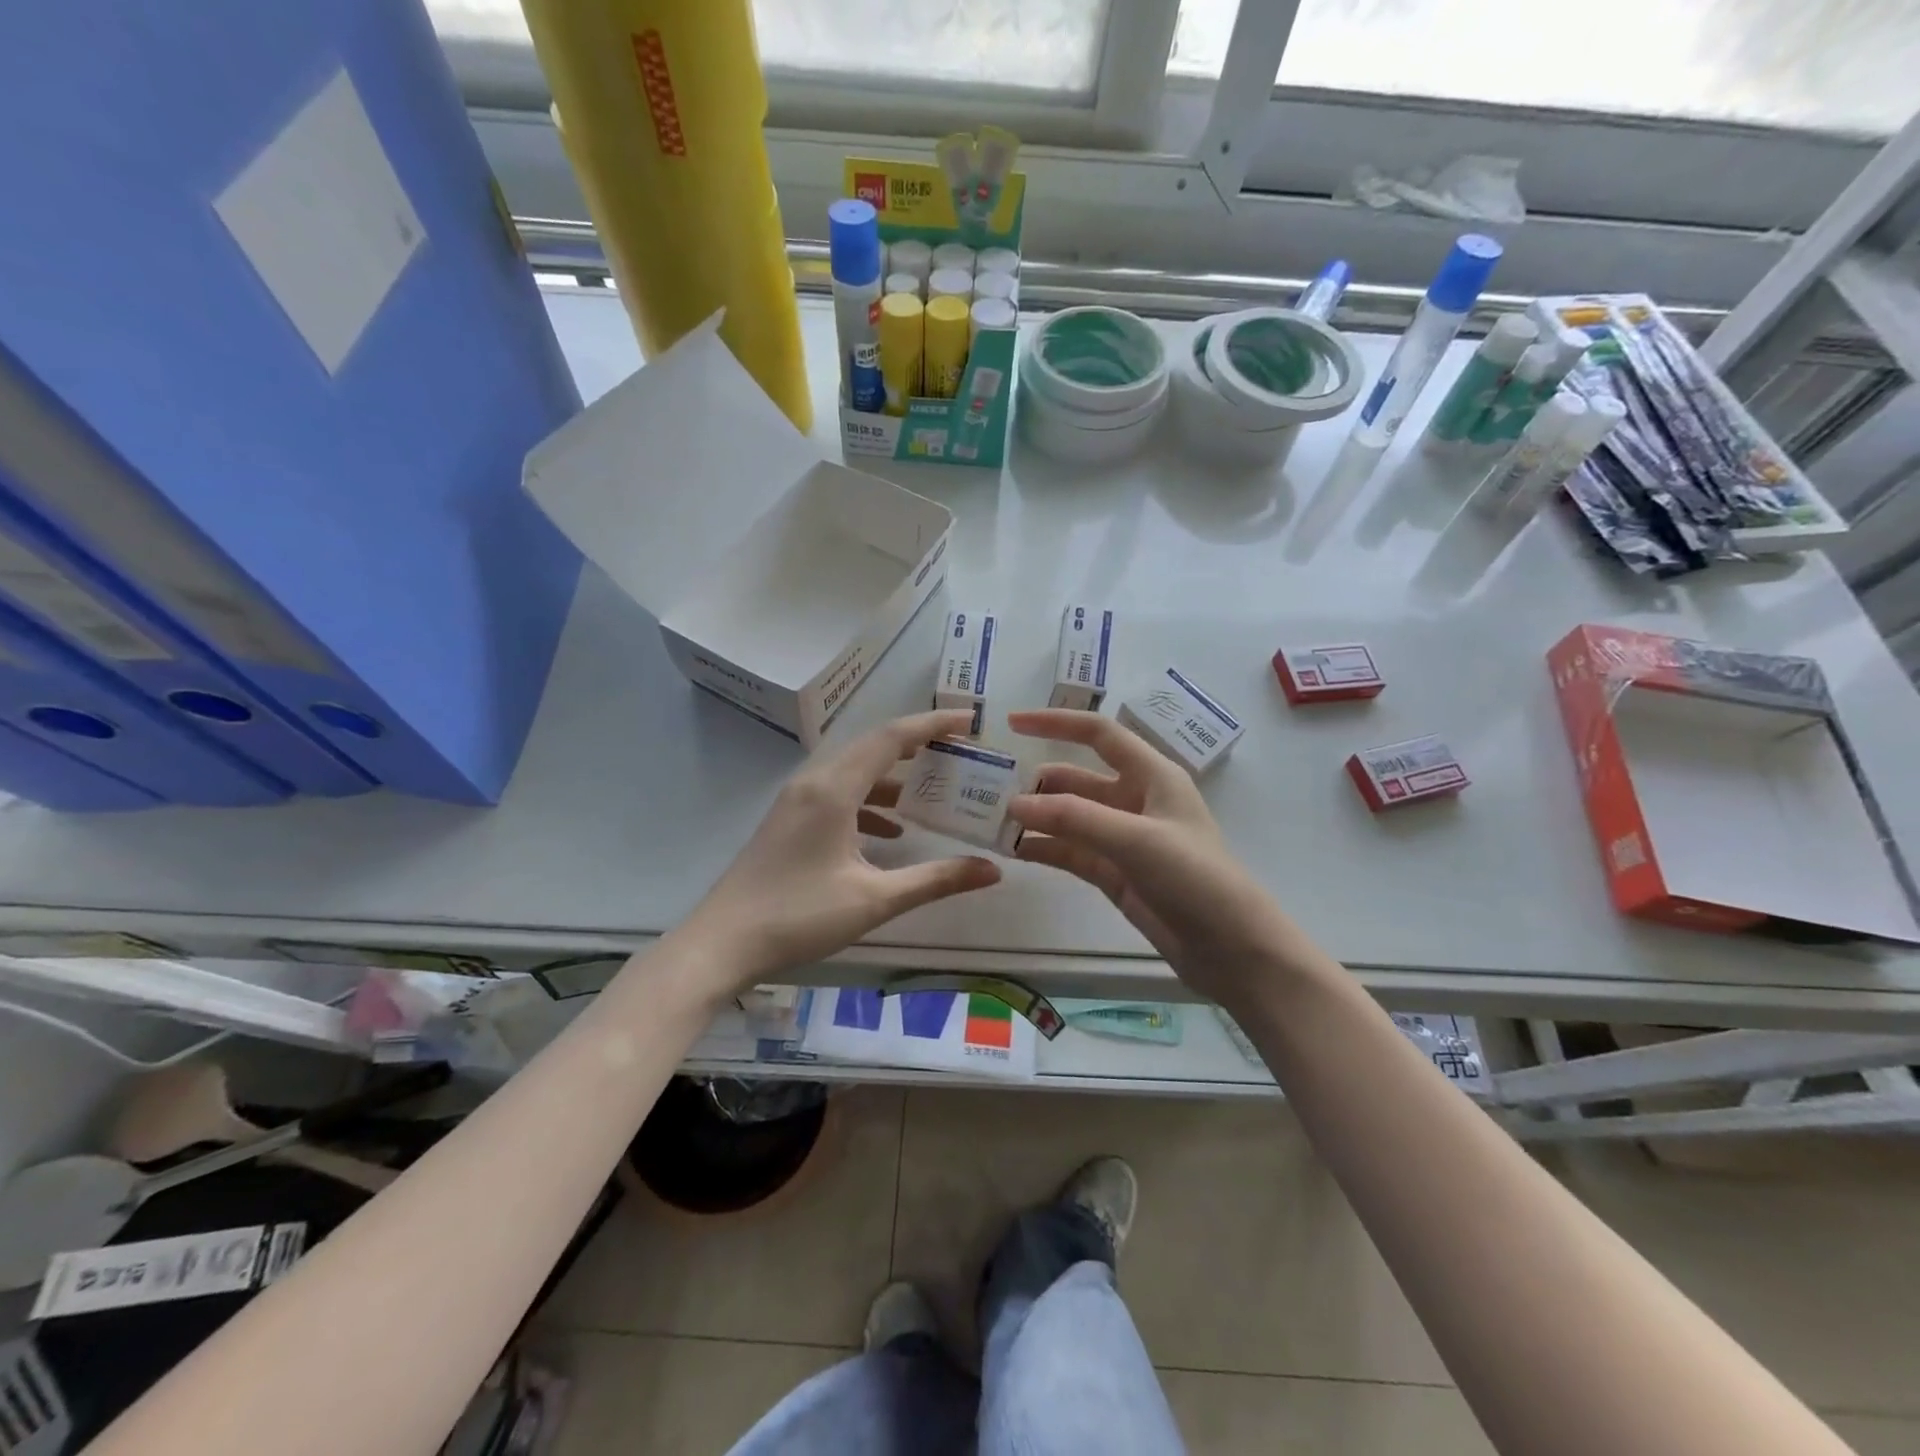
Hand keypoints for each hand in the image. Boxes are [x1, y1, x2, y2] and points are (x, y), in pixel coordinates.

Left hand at [682, 710, 1002, 986]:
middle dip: (918, 747)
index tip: (970, 720)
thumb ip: (936, 879)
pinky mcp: (789, 820)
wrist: (722, 943)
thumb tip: (992, 870)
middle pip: (873, 747)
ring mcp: (797, 801)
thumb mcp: (875, 899)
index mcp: (834, 788)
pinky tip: (891, 833)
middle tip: (960, 753)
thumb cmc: (799, 916)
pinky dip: (870, 803)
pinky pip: (838, 795)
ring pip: (854, 772)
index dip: (933, 725)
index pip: (891, 737)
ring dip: (894, 777)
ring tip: (934, 794)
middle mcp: (814, 782)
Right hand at [1006, 709, 1303, 1008]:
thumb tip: (1014, 804)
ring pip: (1069, 817)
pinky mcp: (1114, 873)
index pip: (1098, 734)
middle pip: (1076, 778)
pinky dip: (1044, 848)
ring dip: (1036, 818)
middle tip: (989, 792)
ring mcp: (1123, 838)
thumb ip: (1074, 818)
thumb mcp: (1136, 839)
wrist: (1232, 949)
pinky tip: (1013, 851)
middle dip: (1037, 783)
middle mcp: (1135, 799)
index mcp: (1151, 775)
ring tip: (991, 823)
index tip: (1011, 724)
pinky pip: (1070, 851)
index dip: (1057, 723)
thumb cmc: (1195, 878)